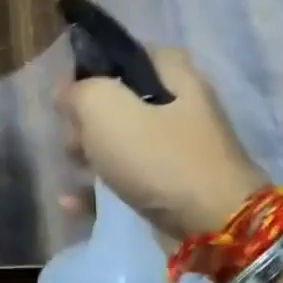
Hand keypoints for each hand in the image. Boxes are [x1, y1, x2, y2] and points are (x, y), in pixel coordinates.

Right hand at [56, 47, 269, 239]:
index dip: (92, 67)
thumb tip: (67, 93)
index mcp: (173, 72)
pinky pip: (127, 177)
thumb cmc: (158, 156)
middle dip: (86, 117)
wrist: (215, 229)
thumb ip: (77, 91)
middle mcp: (180, 103)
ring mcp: (179, 147)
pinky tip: (71, 201)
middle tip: (72, 135)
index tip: (69, 91)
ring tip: (73, 165)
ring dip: (89, 151)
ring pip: (120, 139)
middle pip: (118, 98)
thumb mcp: (104, 108)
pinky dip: (99, 187)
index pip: (125, 53)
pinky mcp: (174, 185)